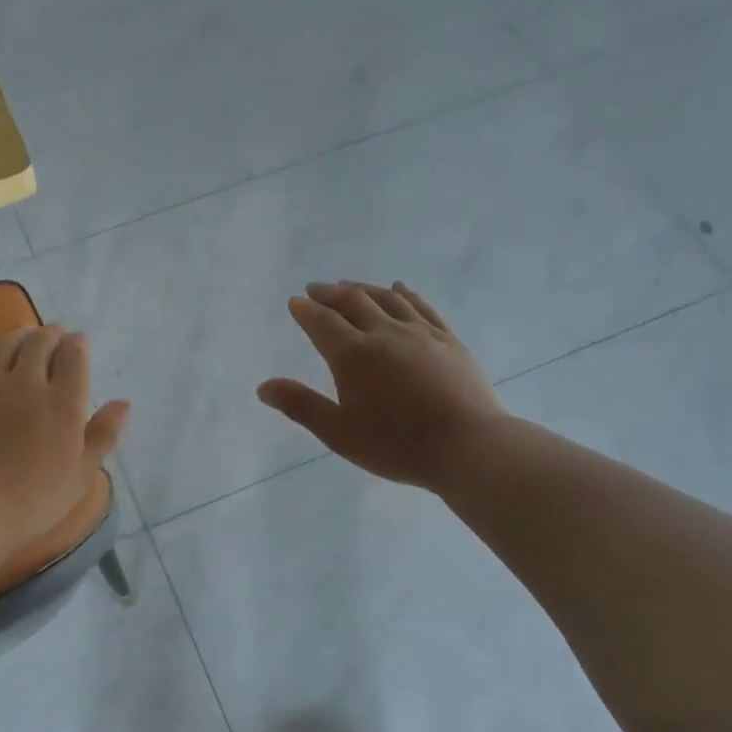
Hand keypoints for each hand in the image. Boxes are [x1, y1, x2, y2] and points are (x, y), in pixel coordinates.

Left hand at [0, 326, 129, 557]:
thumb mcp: (80, 476)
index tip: (79, 345)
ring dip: (20, 335)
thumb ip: (102, 435)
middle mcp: (27, 384)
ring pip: (6, 344)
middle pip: (40, 342)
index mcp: (63, 403)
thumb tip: (123, 404)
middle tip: (55, 338)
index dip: (78, 344)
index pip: (74, 355)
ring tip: (26, 337)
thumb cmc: (32, 500)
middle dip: (51, 335)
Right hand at [257, 281, 506, 492]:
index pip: (322, 322)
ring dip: (363, 288)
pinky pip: (422, 306)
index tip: (295, 303)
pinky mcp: (448, 339)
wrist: (468, 446)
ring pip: (387, 298)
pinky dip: (405, 293)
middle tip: (316, 288)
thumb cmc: (396, 444)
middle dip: (330, 293)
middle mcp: (384, 333)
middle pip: (353, 302)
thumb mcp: (338, 432)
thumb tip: (263, 387)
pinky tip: (399, 288)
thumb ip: (300, 406)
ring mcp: (420, 333)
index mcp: (353, 355)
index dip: (305, 311)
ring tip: (349, 285)